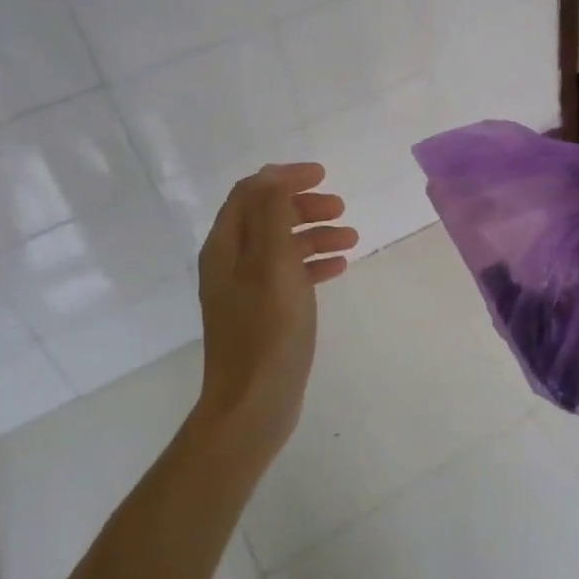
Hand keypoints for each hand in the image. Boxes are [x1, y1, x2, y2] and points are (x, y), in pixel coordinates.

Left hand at [194, 163, 356, 456]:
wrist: (253, 404)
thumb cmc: (266, 331)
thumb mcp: (272, 264)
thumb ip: (273, 216)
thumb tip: (274, 174)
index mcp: (226, 246)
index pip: (252, 192)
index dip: (285, 177)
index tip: (323, 175)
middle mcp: (231, 262)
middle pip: (268, 216)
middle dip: (304, 206)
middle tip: (341, 209)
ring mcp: (247, 289)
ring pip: (282, 245)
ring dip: (315, 234)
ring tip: (352, 238)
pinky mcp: (264, 312)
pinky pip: (289, 274)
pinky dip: (313, 263)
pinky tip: (339, 267)